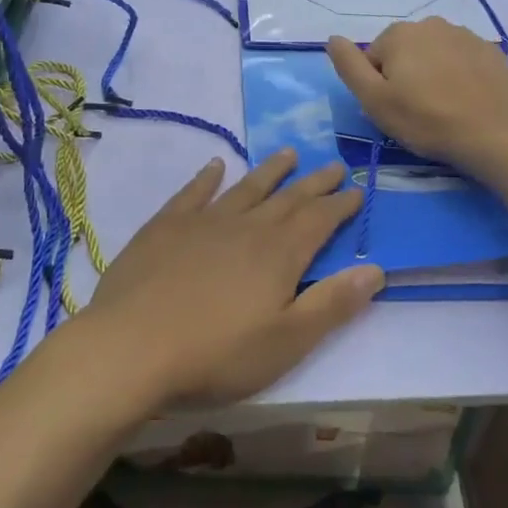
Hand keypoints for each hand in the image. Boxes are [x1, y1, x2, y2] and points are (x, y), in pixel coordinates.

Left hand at [86, 150, 382, 407]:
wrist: (132, 347)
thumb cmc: (217, 354)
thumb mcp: (287, 342)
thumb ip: (332, 304)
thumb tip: (376, 269)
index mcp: (279, 254)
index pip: (319, 220)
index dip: (340, 205)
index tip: (357, 189)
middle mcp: (247, 226)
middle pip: (288, 198)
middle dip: (315, 183)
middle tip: (334, 164)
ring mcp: (204, 222)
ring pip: (246, 188)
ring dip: (270, 171)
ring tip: (289, 153)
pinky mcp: (166, 226)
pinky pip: (194, 193)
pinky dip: (207, 178)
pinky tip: (215, 166)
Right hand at [326, 19, 507, 177]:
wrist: (494, 133)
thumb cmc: (426, 119)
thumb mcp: (374, 100)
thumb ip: (349, 66)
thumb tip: (332, 38)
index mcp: (399, 34)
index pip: (374, 58)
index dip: (379, 87)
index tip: (395, 109)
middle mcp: (431, 24)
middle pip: (405, 52)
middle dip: (406, 76)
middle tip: (418, 111)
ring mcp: (465, 34)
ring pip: (435, 54)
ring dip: (433, 74)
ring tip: (444, 107)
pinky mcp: (490, 51)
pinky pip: (463, 60)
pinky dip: (460, 75)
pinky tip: (466, 100)